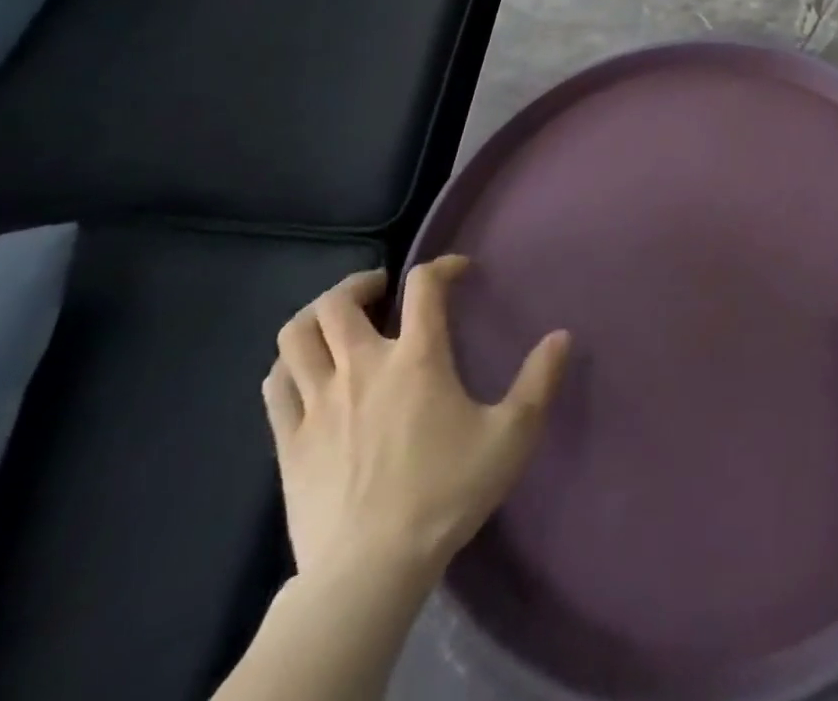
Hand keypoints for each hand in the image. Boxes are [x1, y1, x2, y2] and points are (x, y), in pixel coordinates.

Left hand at [262, 256, 570, 593]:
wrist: (370, 571)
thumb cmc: (445, 493)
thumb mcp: (511, 436)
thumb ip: (539, 381)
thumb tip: (562, 335)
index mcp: (416, 358)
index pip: (423, 285)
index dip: (442, 266)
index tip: (459, 272)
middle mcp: (362, 366)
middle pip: (340, 301)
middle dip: (362, 283)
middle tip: (383, 291)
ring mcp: (318, 403)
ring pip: (296, 335)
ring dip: (316, 316)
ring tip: (338, 322)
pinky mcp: (288, 441)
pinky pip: (276, 384)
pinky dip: (289, 363)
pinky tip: (306, 370)